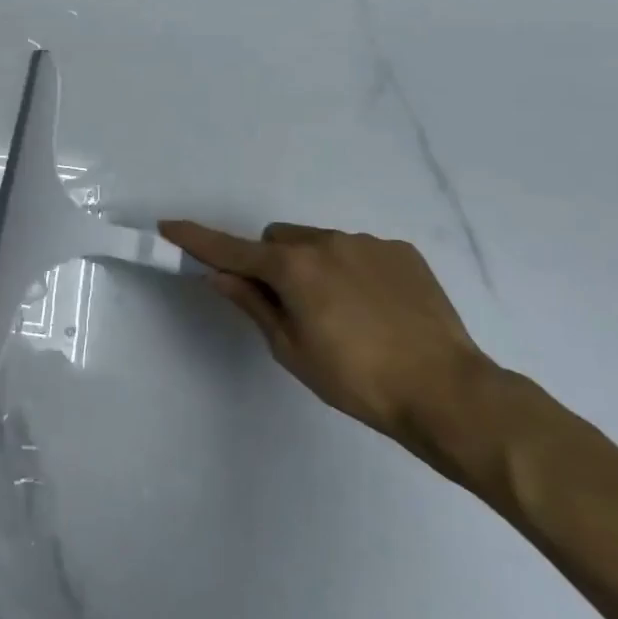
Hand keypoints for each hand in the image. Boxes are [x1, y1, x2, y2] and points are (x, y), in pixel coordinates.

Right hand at [160, 218, 495, 449]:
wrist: (449, 392)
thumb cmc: (357, 380)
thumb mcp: (292, 350)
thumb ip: (253, 304)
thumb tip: (219, 276)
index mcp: (294, 268)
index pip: (231, 250)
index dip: (196, 240)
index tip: (168, 226)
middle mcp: (327, 242)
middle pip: (277, 240)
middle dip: (270, 263)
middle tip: (287, 305)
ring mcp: (368, 244)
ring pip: (317, 242)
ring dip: (311, 265)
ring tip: (341, 313)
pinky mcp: (402, 253)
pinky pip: (357, 250)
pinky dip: (350, 270)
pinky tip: (374, 309)